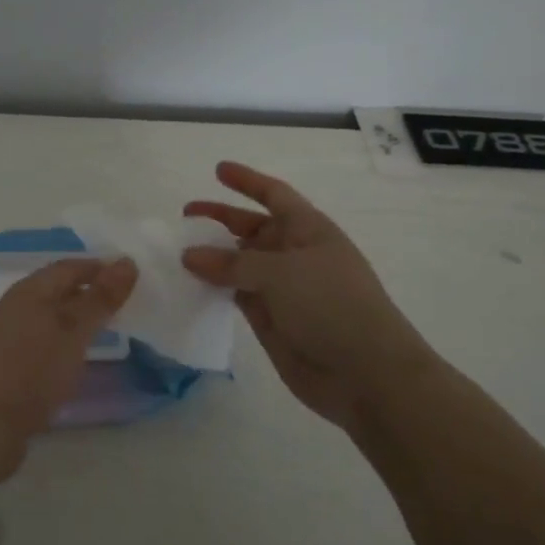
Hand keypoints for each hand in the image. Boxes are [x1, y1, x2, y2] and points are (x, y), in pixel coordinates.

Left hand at [0, 256, 137, 480]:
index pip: (69, 266)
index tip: (129, 278)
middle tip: (121, 302)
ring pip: (49, 314)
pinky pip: (42, 337)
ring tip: (103, 327)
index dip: (99, 268)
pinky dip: (63, 338)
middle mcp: (16, 305)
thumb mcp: (74, 332)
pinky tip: (75, 354)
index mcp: (30, 290)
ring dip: (75, 315)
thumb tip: (127, 261)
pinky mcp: (7, 362)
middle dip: (88, 290)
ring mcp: (8, 334)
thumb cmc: (32, 370)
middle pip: (57, 288)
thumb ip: (100, 298)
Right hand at [182, 161, 433, 434]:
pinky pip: (236, 294)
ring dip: (213, 256)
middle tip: (185, 216)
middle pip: (252, 228)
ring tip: (178, 252)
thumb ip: (231, 262)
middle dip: (221, 219)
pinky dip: (215, 288)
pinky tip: (190, 285)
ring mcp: (283, 288)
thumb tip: (189, 255)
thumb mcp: (280, 273)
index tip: (218, 170)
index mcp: (308, 230)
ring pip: (240, 263)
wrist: (366, 374)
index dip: (248, 181)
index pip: (274, 195)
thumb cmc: (331, 305)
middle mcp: (295, 254)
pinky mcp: (271, 319)